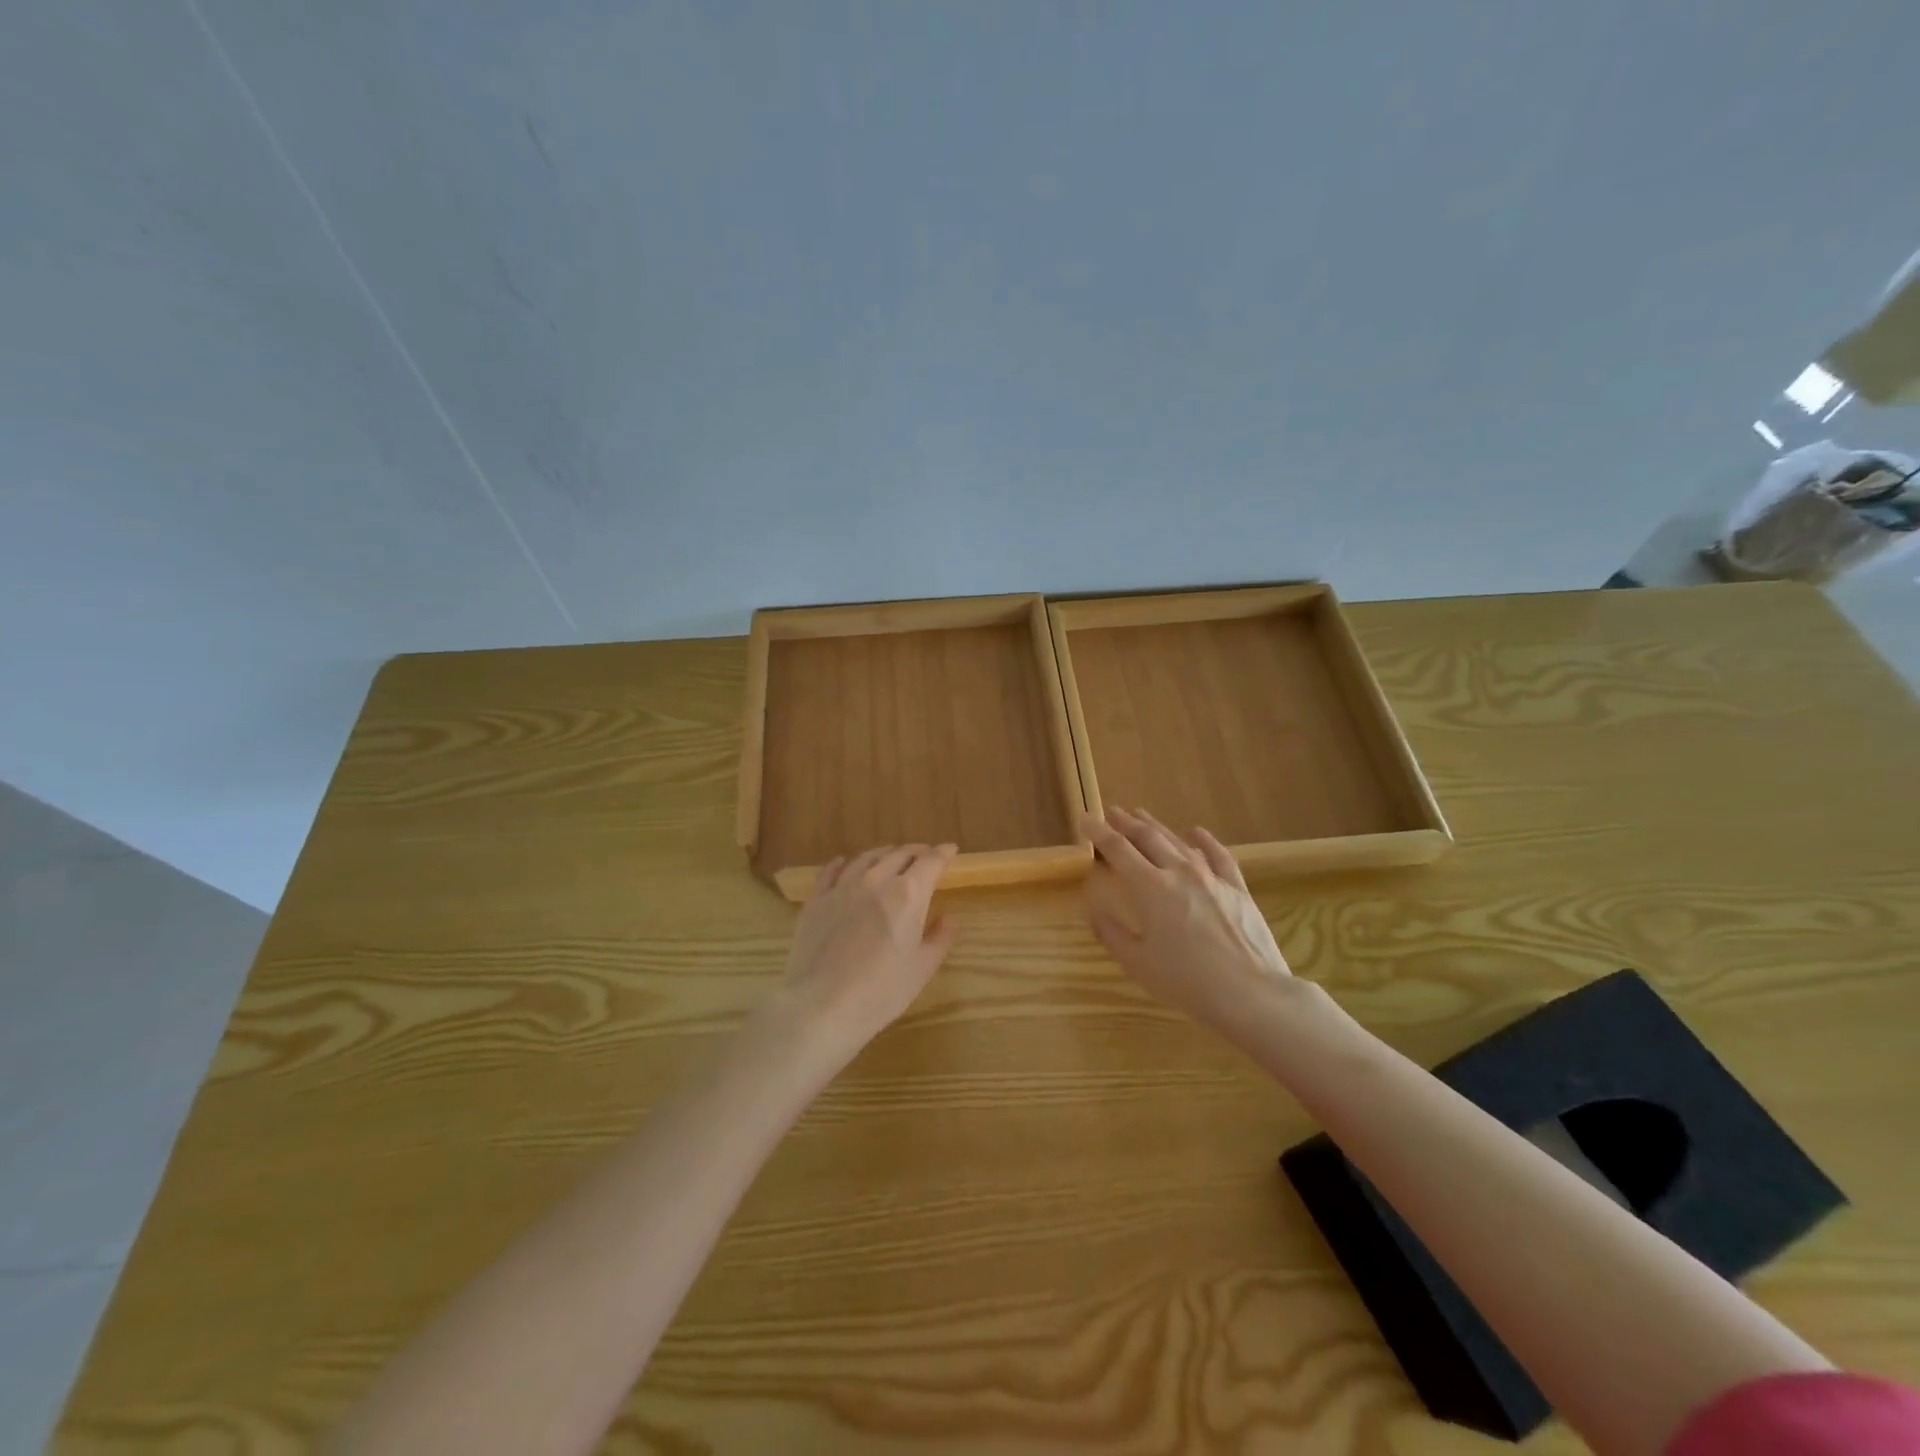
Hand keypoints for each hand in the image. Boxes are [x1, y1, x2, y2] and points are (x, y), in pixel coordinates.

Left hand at [772, 843, 958, 1067]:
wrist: (822, 1005)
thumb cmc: (882, 991)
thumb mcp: (923, 968)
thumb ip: (940, 938)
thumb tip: (948, 918)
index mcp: (908, 894)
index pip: (931, 862)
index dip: (943, 853)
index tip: (950, 849)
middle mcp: (876, 880)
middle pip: (899, 854)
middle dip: (916, 852)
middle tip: (924, 856)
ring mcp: (843, 887)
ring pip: (866, 858)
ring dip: (884, 854)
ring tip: (890, 856)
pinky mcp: (817, 900)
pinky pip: (831, 871)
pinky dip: (842, 863)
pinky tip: (843, 862)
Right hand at [1082, 808, 1296, 1045]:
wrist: (1250, 993)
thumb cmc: (1186, 981)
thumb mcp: (1137, 963)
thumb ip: (1112, 934)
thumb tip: (1093, 912)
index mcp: (1150, 888)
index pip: (1118, 849)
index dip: (1098, 832)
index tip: (1085, 819)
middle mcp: (1178, 872)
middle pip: (1148, 838)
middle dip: (1126, 823)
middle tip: (1112, 813)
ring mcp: (1211, 877)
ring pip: (1178, 841)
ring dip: (1157, 826)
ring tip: (1141, 815)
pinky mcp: (1236, 888)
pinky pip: (1219, 855)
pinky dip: (1204, 840)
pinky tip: (1196, 832)